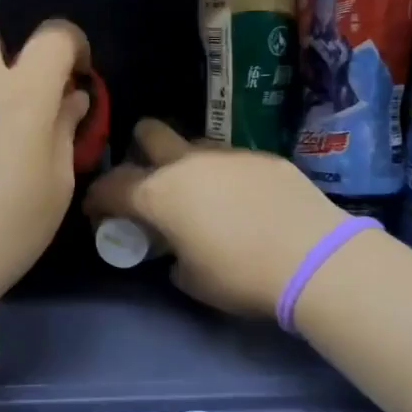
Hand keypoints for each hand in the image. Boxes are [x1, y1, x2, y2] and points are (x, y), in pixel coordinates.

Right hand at [85, 120, 347, 316]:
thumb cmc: (240, 275)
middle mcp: (187, 162)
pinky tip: (245, 201)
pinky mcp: (263, 156)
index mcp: (159, 193)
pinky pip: (231, 159)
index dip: (98, 197)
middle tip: (149, 182)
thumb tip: (174, 249)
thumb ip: (171, 256)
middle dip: (139, 150)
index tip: (98, 211)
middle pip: (149, 132)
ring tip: (203, 195)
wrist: (313, 257)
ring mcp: (228, 153)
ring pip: (193, 144)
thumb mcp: (191, 279)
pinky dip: (226, 176)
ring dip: (186, 164)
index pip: (111, 185)